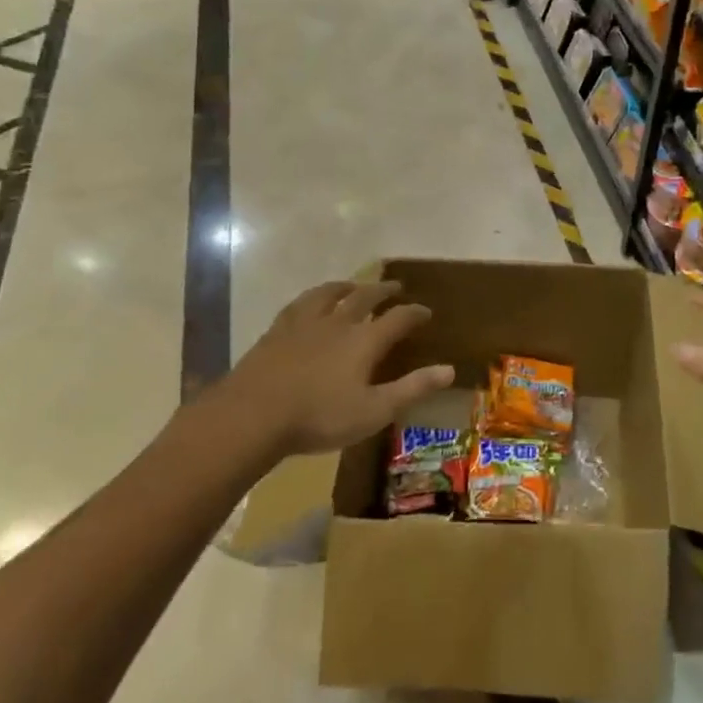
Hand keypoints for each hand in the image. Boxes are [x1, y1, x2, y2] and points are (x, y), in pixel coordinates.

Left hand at [194, 280, 454, 459]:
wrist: (253, 415)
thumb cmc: (319, 417)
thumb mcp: (374, 411)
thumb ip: (412, 389)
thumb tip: (450, 369)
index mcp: (364, 340)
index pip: (398, 318)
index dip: (415, 313)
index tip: (426, 311)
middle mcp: (338, 322)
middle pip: (365, 297)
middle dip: (384, 291)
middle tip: (396, 287)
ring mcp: (305, 323)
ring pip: (330, 293)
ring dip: (347, 286)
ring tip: (354, 285)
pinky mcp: (278, 330)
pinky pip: (300, 303)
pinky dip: (313, 297)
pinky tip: (310, 302)